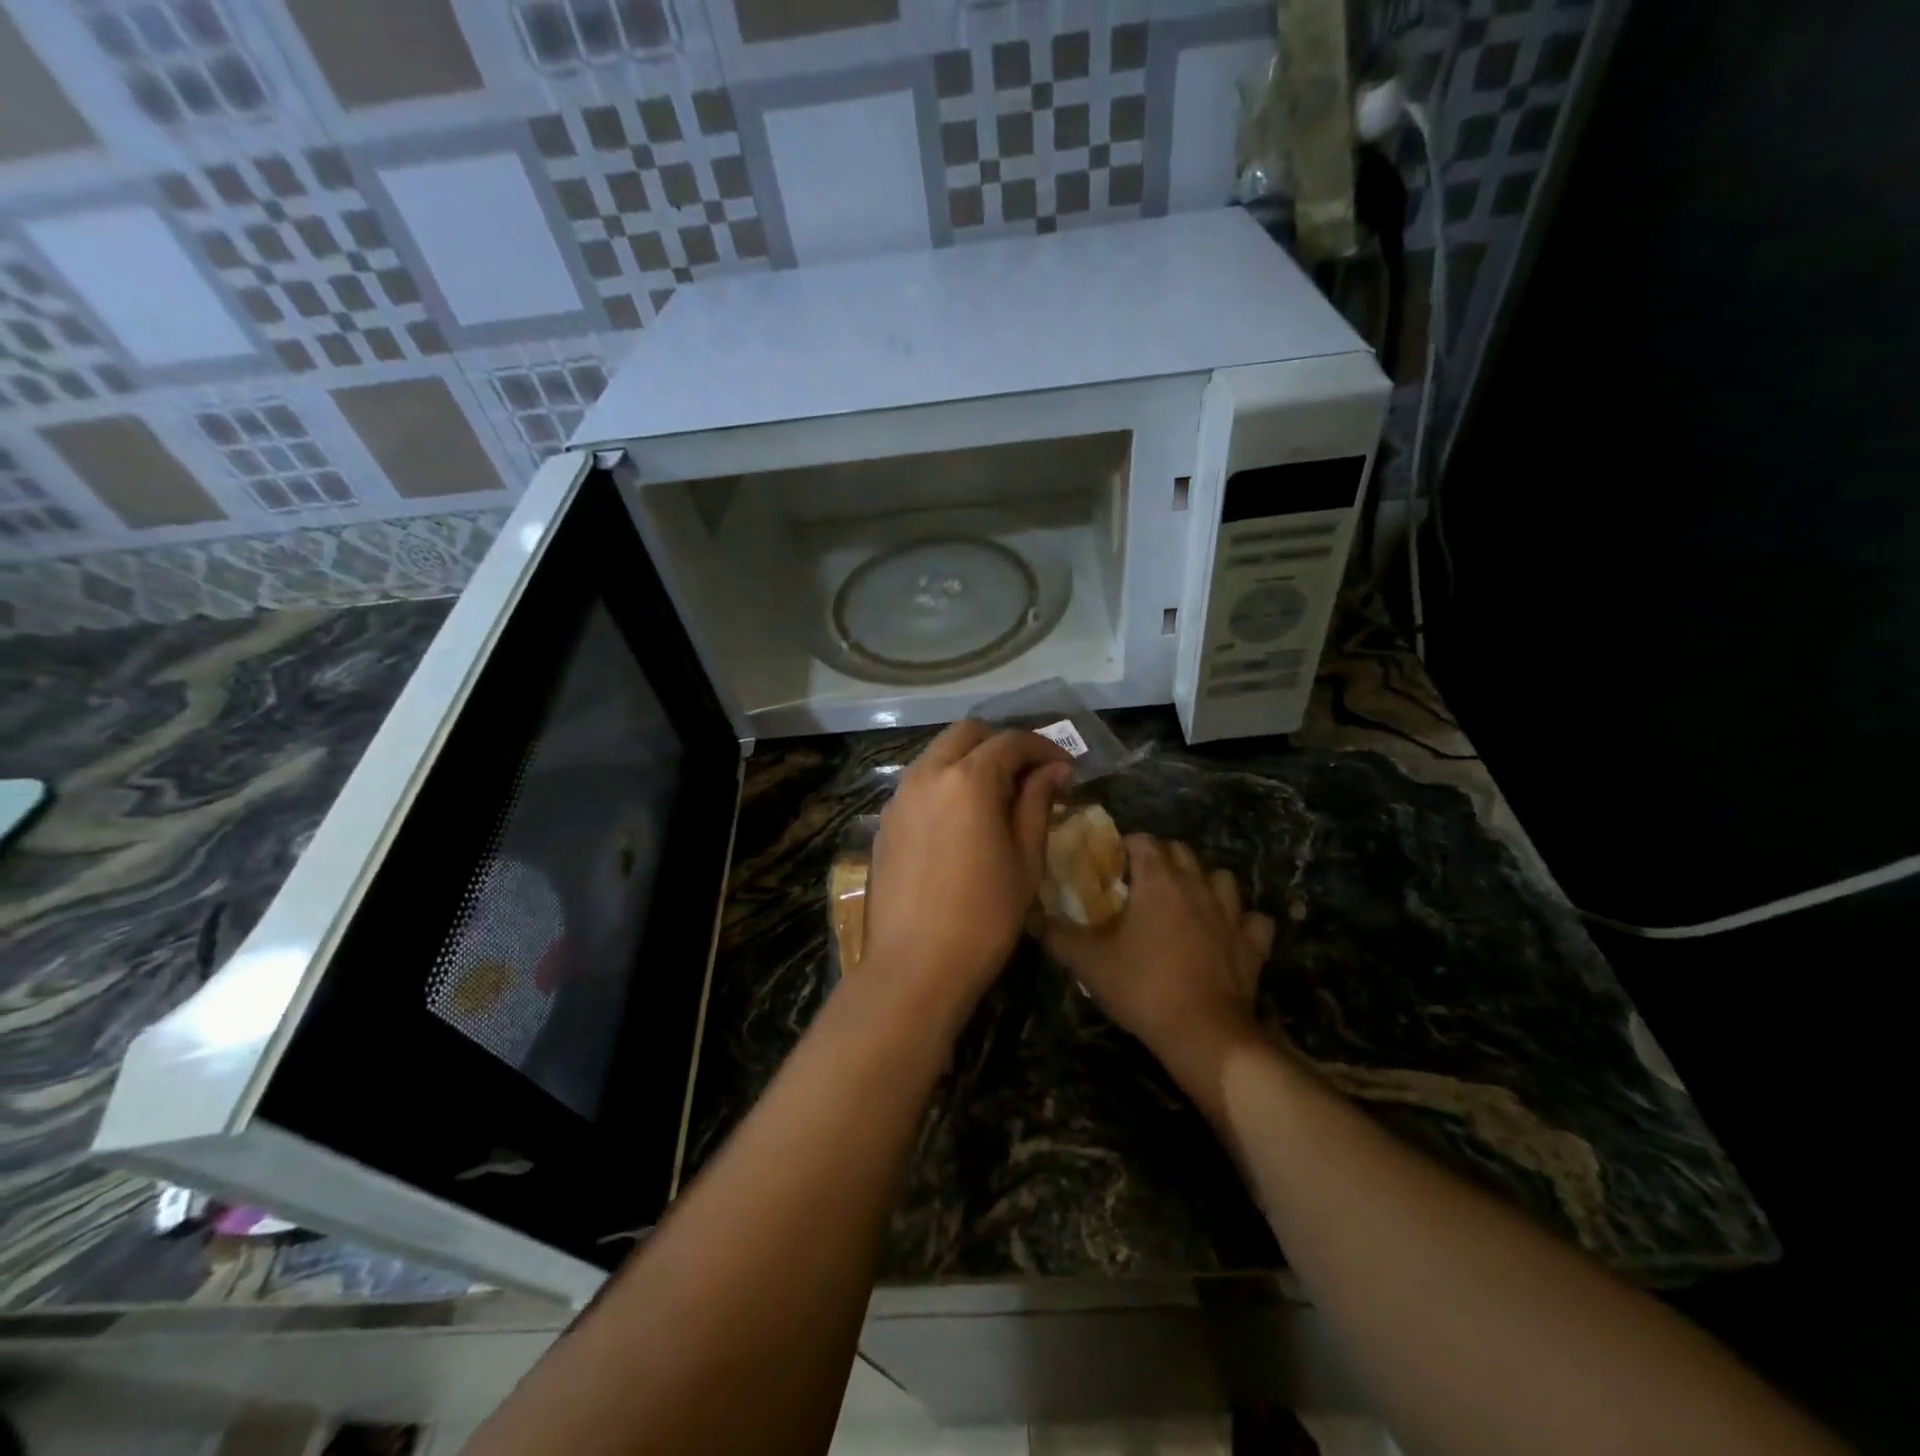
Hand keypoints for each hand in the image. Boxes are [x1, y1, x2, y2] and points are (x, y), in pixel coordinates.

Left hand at [864, 721, 1072, 1025]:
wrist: (915, 967)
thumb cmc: (984, 916)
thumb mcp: (1025, 859)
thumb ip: (1037, 803)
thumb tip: (1053, 770)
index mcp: (967, 779)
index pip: (1010, 742)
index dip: (1043, 748)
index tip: (1064, 770)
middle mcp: (927, 774)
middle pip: (967, 734)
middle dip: (1002, 744)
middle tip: (1030, 773)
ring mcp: (899, 797)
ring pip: (938, 754)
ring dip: (970, 760)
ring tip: (998, 794)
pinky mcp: (885, 821)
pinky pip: (919, 783)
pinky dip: (945, 783)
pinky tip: (962, 817)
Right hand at [1043, 835, 1275, 1081]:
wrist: (1204, 1034)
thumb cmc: (1143, 988)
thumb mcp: (1089, 962)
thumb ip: (1056, 934)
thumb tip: (1026, 914)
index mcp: (1158, 880)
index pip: (1143, 840)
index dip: (1125, 846)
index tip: (1110, 865)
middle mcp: (1197, 885)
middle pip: (1181, 851)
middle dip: (1161, 858)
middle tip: (1140, 883)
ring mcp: (1231, 913)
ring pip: (1222, 878)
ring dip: (1205, 883)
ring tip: (1186, 902)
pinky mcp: (1253, 943)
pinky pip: (1253, 920)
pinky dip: (1242, 922)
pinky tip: (1227, 934)